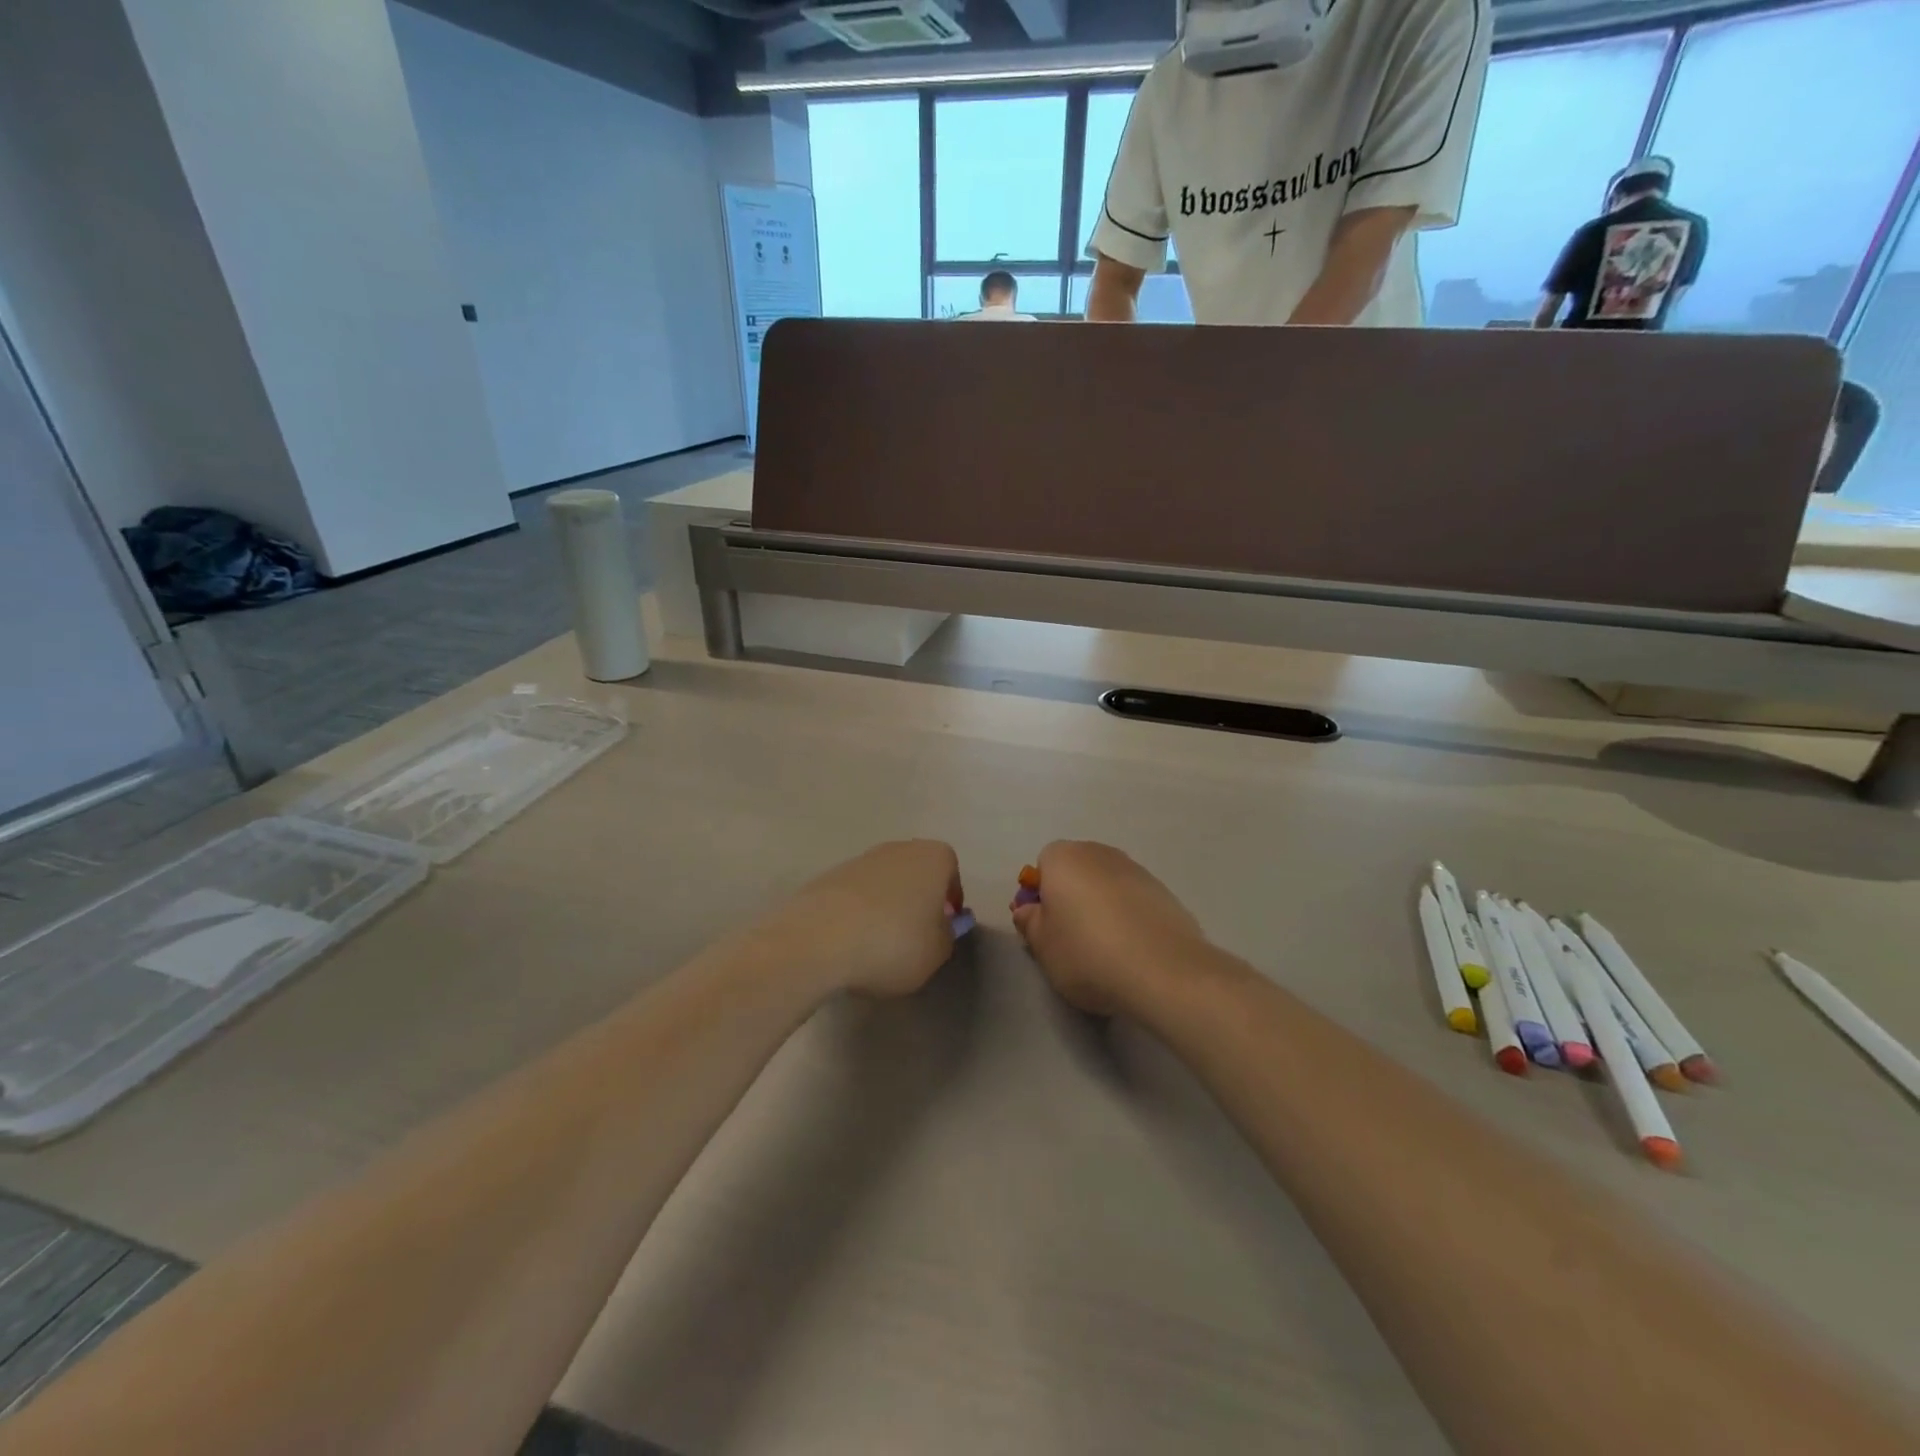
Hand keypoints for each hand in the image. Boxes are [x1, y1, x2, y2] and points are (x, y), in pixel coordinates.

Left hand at [761, 840, 963, 998]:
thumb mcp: (937, 952)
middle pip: (915, 872)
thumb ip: (946, 936)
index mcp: (932, 858)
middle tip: (916, 934)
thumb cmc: (893, 943)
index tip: (945, 926)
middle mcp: (897, 849)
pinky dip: (858, 913)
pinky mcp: (827, 877)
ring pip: (884, 882)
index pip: (951, 871)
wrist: (818, 939)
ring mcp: (859, 859)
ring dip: (886, 905)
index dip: (951, 899)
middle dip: (918, 898)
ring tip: (879, 943)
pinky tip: (851, 942)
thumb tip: (940, 927)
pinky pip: (854, 895)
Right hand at [1010, 841, 1206, 1016]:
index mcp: (1063, 857)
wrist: (1163, 971)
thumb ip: (1029, 923)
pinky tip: (1134, 951)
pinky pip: (1134, 901)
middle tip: (1072, 939)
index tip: (1046, 927)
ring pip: (1107, 885)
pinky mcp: (1165, 891)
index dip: (1042, 895)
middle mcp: (1100, 853)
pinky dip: (1130, 918)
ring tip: (1107, 951)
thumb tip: (1028, 910)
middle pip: (1077, 871)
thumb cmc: (1087, 953)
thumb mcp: (1043, 946)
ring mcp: (1137, 869)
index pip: (1043, 865)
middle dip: (1071, 897)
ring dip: (1102, 908)